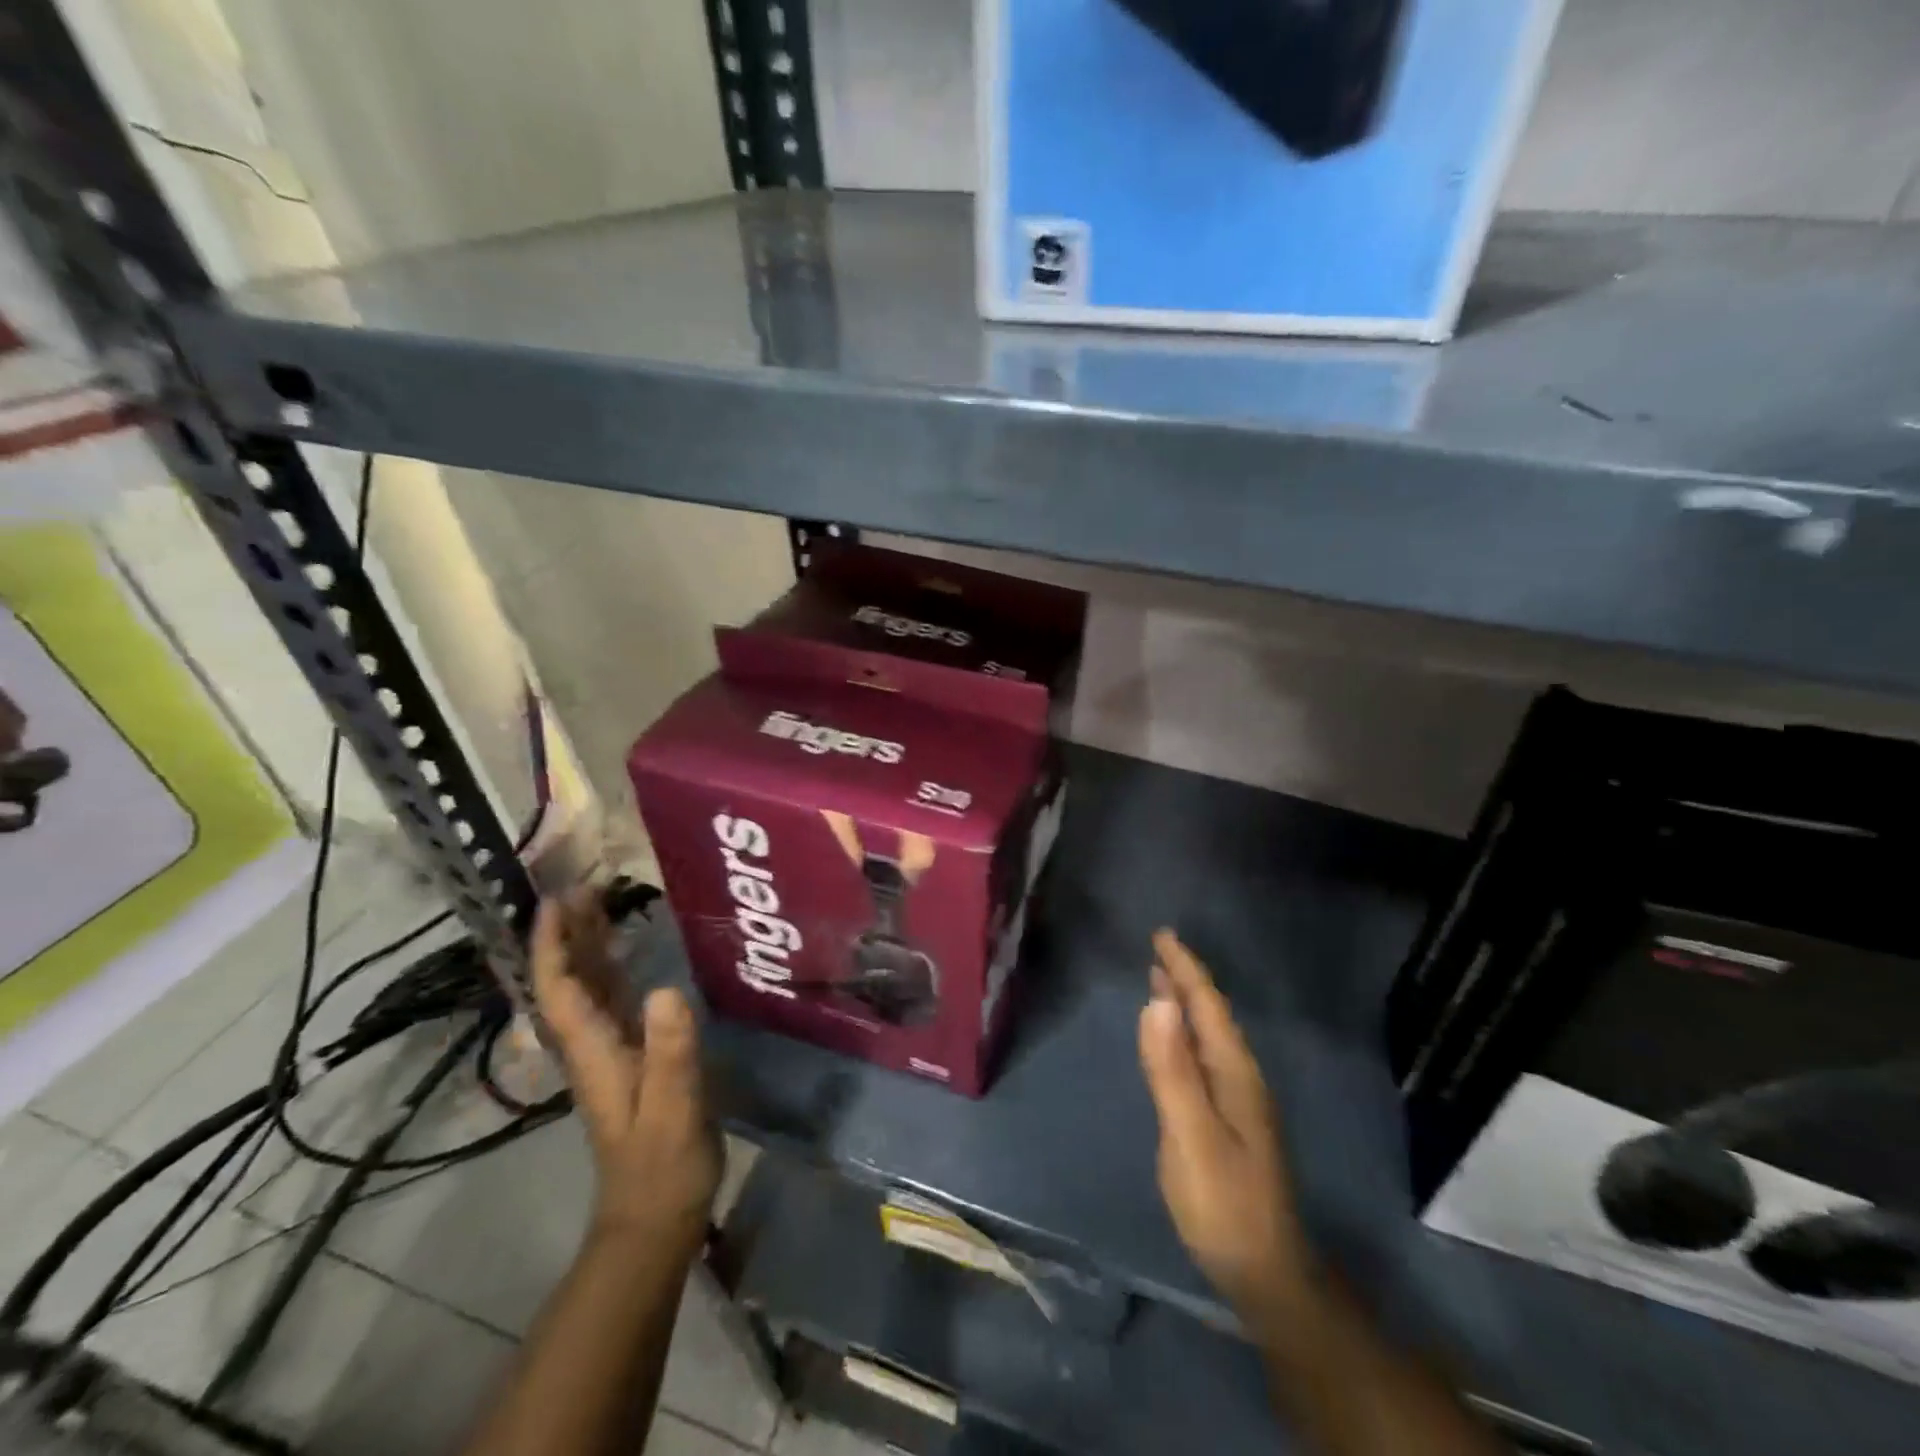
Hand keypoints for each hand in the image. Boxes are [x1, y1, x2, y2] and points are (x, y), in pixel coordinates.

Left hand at [532, 889, 721, 1252]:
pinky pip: (614, 1000)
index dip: (553, 945)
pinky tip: (630, 951)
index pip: (559, 991)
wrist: (657, 1215)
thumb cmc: (663, 1162)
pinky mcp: (633, 1057)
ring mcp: (611, 1052)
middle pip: (569, 981)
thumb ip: (670, 1051)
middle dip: (569, 933)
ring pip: (590, 988)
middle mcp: (593, 1045)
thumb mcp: (673, 1106)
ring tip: (602, 901)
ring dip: (589, 945)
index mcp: (593, 1052)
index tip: (555, 901)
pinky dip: (614, 968)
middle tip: (583, 884)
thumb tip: (664, 989)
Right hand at [1138, 929, 1313, 1322]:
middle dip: (1186, 978)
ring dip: (1186, 1003)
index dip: (1185, 968)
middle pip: (1211, 1015)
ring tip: (1163, 979)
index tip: (1163, 934)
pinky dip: (1185, 1033)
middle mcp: (1240, 1078)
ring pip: (1209, 1036)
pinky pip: (1204, 1057)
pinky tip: (1176, 1039)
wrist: (1267, 1274)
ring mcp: (1237, 1101)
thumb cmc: (1224, 1204)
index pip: (1208, 1006)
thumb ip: (1173, 1070)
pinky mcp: (1228, 1121)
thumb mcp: (1192, 1136)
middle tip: (1160, 947)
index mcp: (1234, 1073)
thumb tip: (1158, 1000)